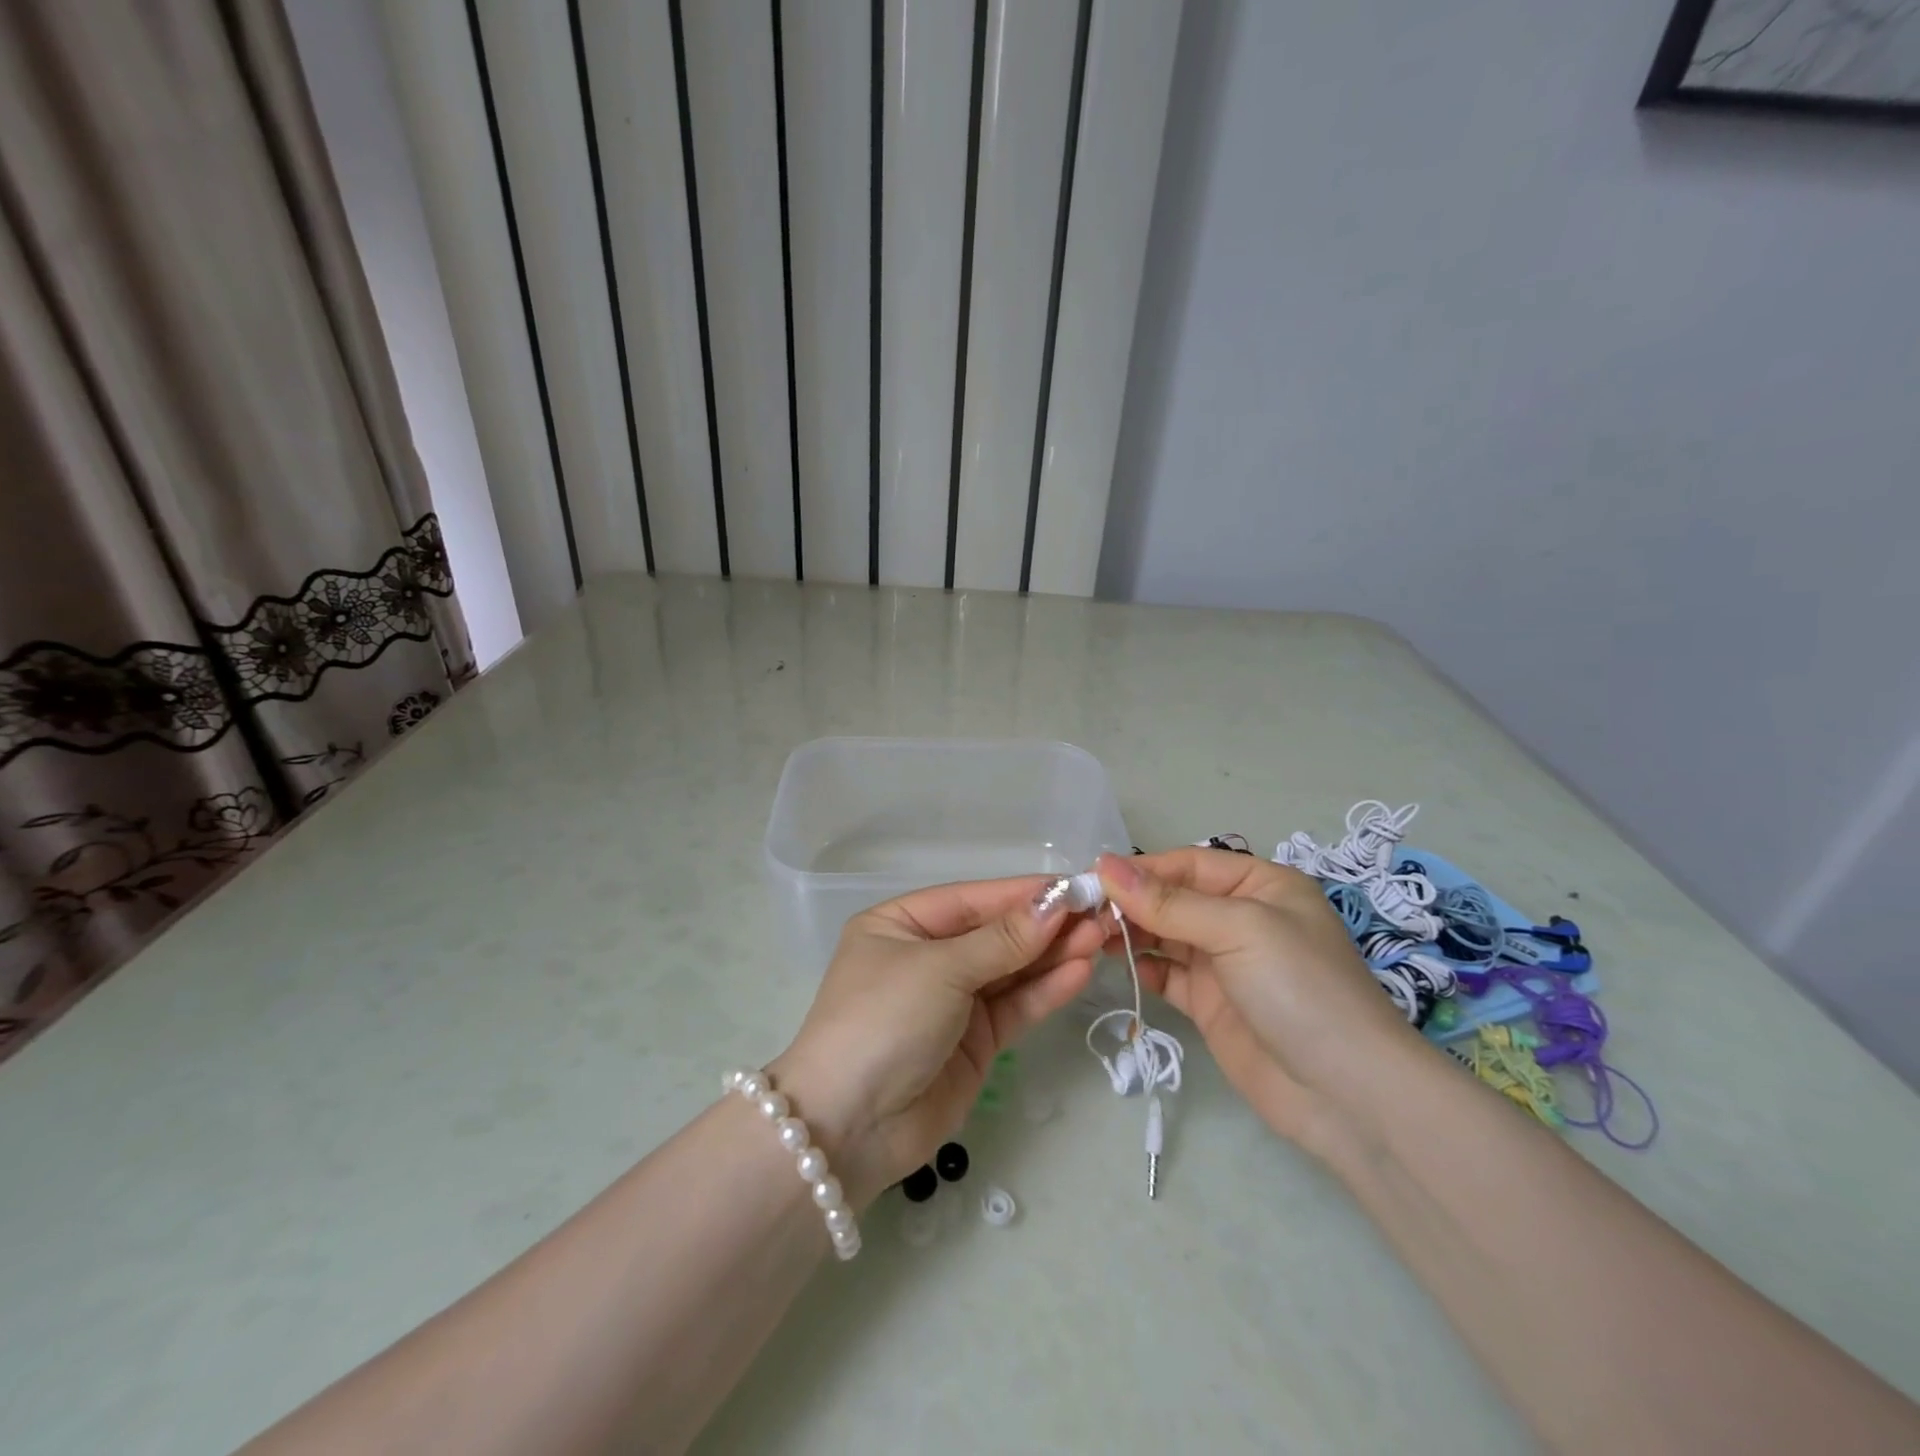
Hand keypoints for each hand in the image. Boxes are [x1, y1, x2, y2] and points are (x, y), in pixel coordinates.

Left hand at [771, 876, 1103, 1206]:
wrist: (850, 1128)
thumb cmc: (883, 1021)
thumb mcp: (940, 970)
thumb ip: (1002, 940)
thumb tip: (1055, 902)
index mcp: (902, 924)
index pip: (973, 900)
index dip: (1023, 893)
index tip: (1076, 885)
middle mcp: (928, 957)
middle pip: (996, 933)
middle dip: (1045, 925)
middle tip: (1100, 913)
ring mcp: (952, 1001)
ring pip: (1010, 970)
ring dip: (1053, 955)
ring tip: (1101, 937)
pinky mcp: (974, 1042)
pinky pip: (1014, 1007)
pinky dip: (1045, 990)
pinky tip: (1080, 971)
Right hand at [1094, 850, 1422, 1150]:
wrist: (1347, 1095)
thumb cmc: (1300, 989)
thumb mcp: (1238, 930)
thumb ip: (1169, 902)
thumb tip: (1104, 866)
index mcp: (1260, 885)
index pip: (1187, 865)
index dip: (1140, 869)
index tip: (1091, 878)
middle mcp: (1241, 918)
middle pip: (1172, 899)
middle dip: (1130, 902)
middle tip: (1082, 913)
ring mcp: (1225, 963)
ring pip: (1164, 935)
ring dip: (1129, 933)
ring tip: (1089, 936)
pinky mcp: (1210, 1004)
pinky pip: (1167, 974)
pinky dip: (1142, 966)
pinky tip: (1114, 965)